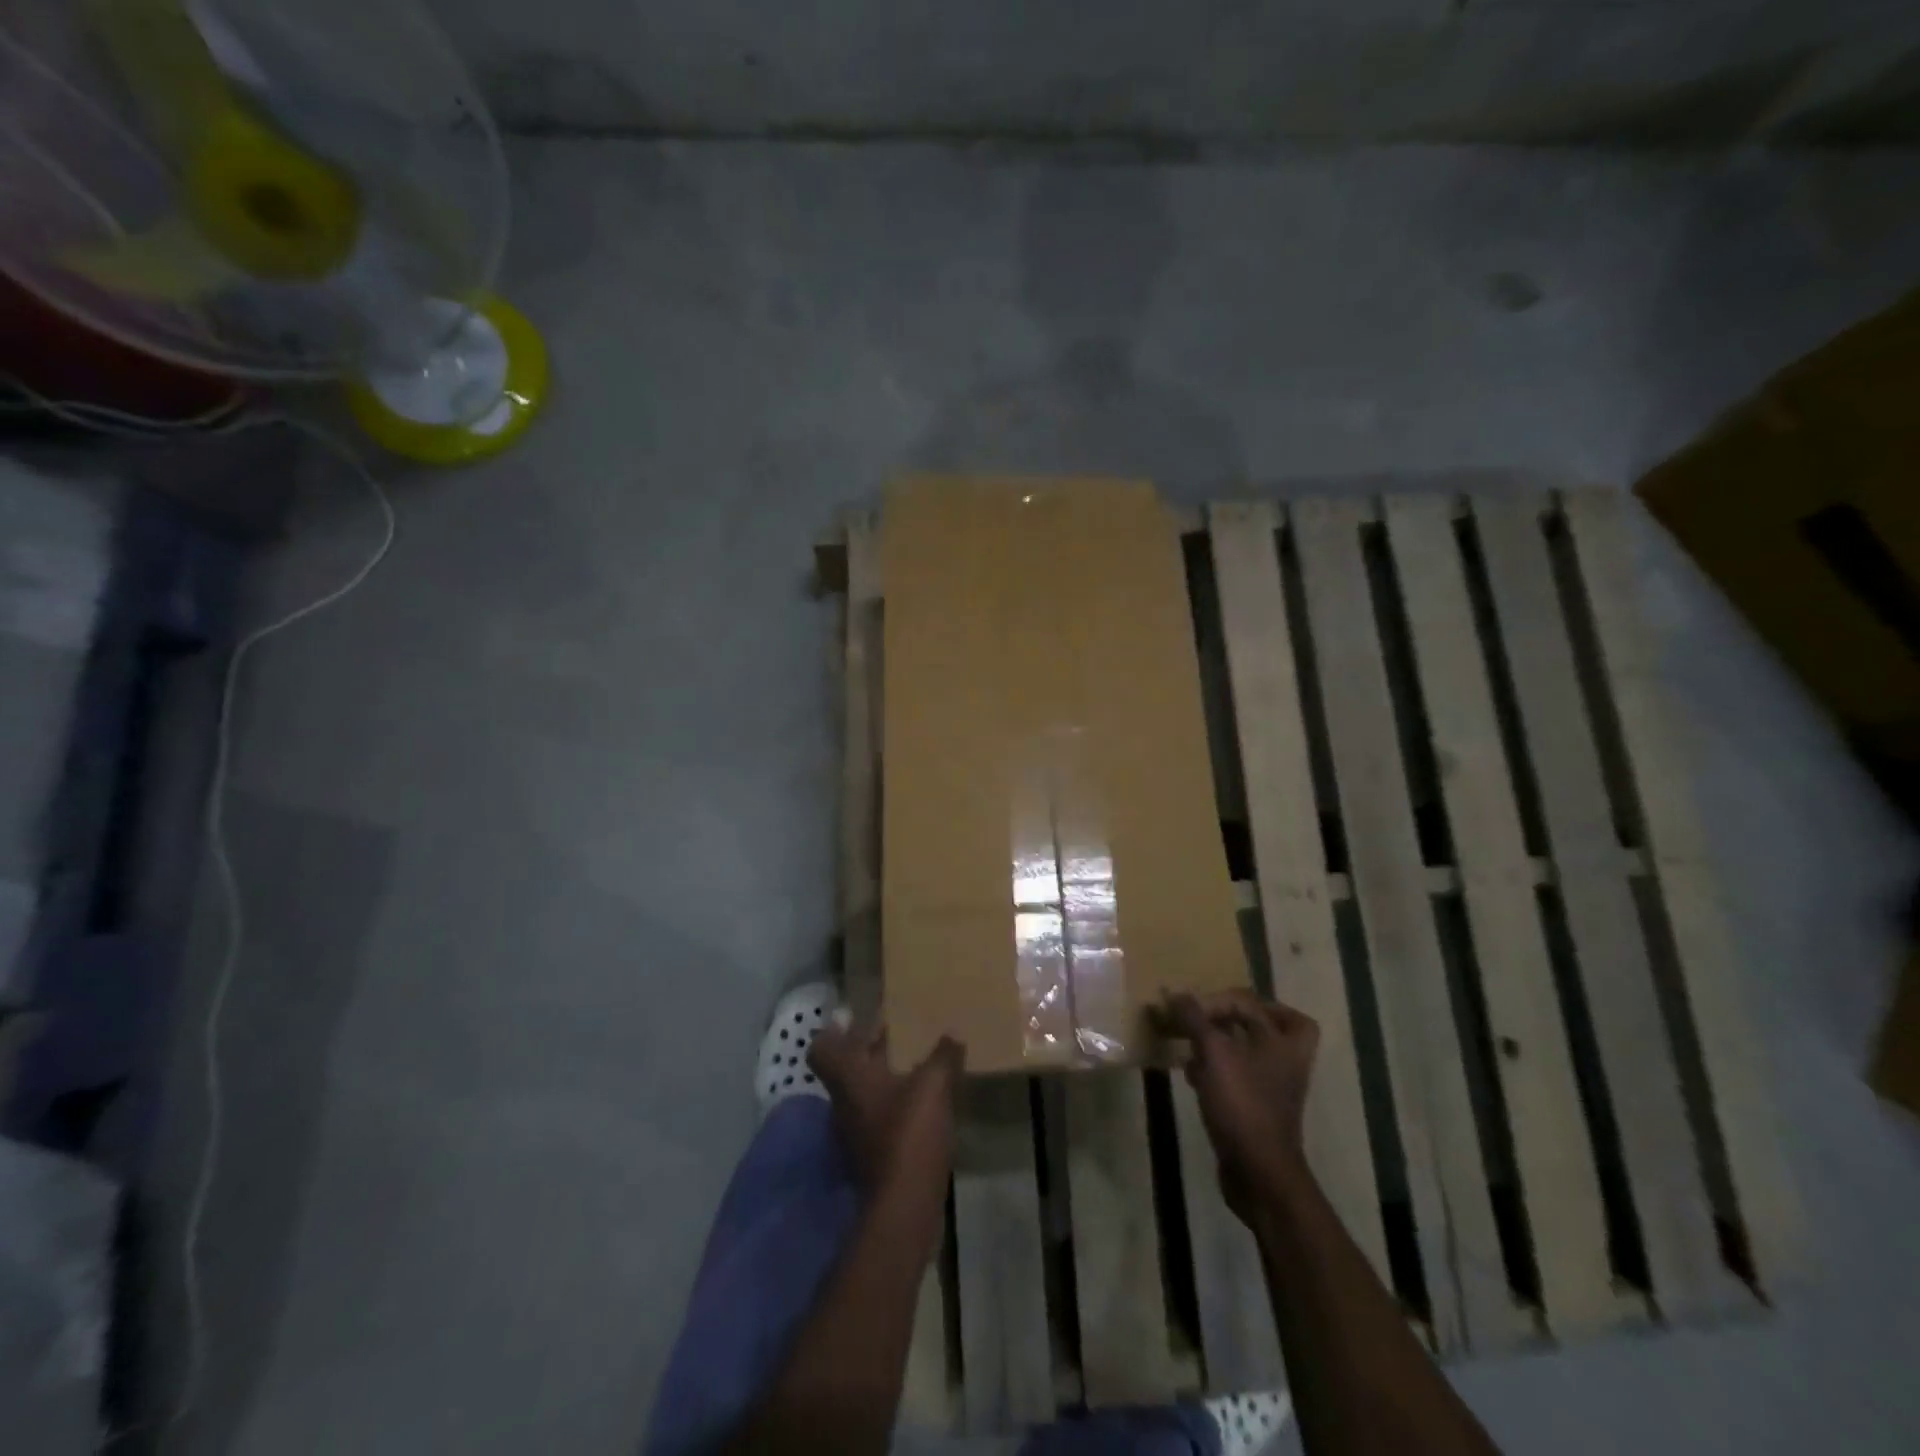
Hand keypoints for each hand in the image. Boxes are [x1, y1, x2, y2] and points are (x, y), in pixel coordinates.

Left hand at [809, 1024, 963, 1207]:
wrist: (904, 1206)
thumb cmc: (909, 1133)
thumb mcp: (933, 1086)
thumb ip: (943, 1056)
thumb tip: (954, 1031)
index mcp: (849, 1079)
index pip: (822, 1049)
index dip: (834, 1032)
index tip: (854, 1017)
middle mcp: (843, 1103)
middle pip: (846, 1069)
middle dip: (868, 1050)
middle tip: (895, 1032)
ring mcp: (854, 1133)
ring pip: (862, 1094)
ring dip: (883, 1078)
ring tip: (913, 1065)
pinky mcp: (871, 1156)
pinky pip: (877, 1118)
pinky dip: (893, 1106)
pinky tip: (920, 1103)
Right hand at [1162, 989, 1317, 1220]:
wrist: (1259, 1173)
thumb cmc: (1242, 1104)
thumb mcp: (1214, 1054)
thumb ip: (1195, 1019)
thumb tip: (1176, 993)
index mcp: (1283, 1042)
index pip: (1252, 1003)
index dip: (1219, 999)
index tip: (1190, 1010)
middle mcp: (1284, 1061)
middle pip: (1270, 1024)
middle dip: (1238, 1017)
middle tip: (1210, 1014)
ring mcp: (1273, 1088)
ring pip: (1251, 1051)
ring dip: (1223, 1042)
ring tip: (1192, 1042)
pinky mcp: (1258, 1109)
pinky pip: (1238, 1077)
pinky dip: (1217, 1069)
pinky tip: (1191, 1073)